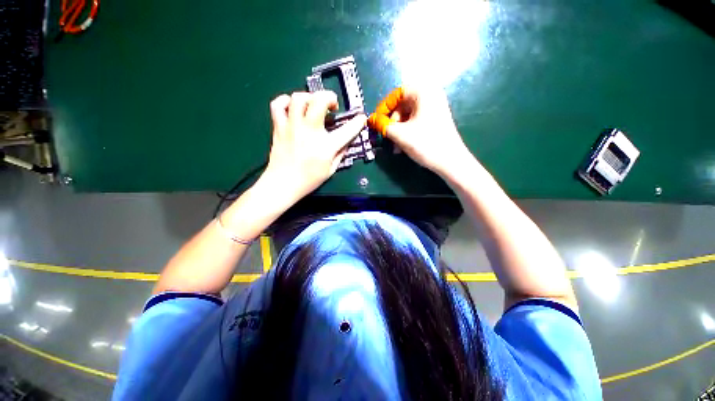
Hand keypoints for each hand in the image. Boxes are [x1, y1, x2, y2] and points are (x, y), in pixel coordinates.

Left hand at [264, 91, 366, 199]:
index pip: (347, 130)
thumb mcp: (331, 169)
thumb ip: (340, 153)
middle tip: (332, 105)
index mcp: (326, 146)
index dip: (357, 122)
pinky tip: (293, 108)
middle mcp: (309, 132)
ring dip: (309, 97)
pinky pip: (278, 105)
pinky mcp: (279, 127)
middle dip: (329, 97)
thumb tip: (346, 141)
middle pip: (319, 101)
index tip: (361, 118)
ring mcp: (292, 127)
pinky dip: (286, 101)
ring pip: (298, 98)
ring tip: (313, 106)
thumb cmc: (309, 179)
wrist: (283, 183)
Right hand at [368, 86, 471, 177]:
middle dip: (392, 123)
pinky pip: (415, 122)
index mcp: (423, 92)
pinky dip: (406, 132)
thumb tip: (370, 119)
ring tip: (395, 147)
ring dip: (398, 131)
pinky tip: (402, 146)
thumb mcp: (400, 134)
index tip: (376, 122)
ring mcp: (434, 108)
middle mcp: (430, 96)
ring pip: (407, 116)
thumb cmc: (426, 144)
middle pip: (402, 106)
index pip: (396, 94)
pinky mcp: (435, 120)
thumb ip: (383, 125)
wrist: (451, 161)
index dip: (383, 108)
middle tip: (386, 137)